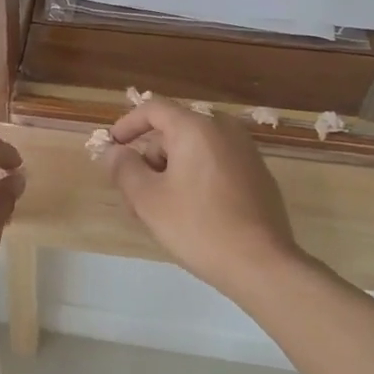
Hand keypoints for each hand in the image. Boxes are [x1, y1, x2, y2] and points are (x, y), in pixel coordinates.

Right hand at [100, 100, 304, 299]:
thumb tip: (114, 152)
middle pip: (173, 131)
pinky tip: (189, 214)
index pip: (153, 109)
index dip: (126, 124)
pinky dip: (194, 178)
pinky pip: (215, 165)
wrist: (262, 265)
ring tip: (158, 211)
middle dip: (148, 159)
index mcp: (196, 127)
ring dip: (169, 172)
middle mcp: (224, 130)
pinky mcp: (258, 176)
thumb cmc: (198, 226)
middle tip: (133, 194)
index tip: (111, 147)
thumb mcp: (147, 199)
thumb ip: (124, 168)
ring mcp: (246, 152)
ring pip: (194, 151)